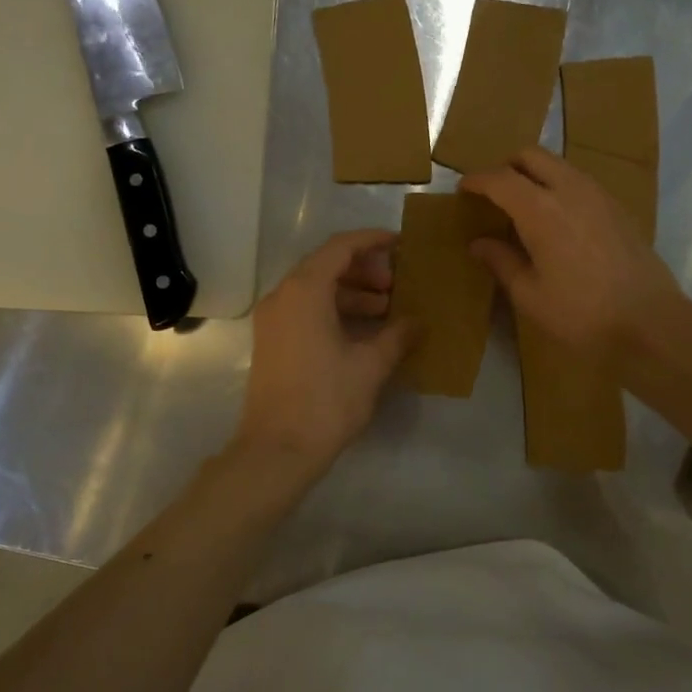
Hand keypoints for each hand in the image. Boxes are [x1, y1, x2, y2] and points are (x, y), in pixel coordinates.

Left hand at [236, 229, 414, 479]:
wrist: (277, 450)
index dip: (373, 241)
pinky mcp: (273, 341)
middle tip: (396, 285)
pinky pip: (306, 309)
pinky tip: (363, 330)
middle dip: (365, 269)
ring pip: (316, 288)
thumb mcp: (371, 365)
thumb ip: (398, 335)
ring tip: (386, 309)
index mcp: (304, 290)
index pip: (340, 247)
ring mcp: (273, 319)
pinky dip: (335, 309)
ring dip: (352, 291)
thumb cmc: (326, 400)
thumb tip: (418, 322)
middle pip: (326, 264)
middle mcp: (283, 296)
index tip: (401, 244)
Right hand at [461, 146, 683, 353]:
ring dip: (535, 174)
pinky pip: (579, 181)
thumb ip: (501, 262)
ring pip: (559, 164)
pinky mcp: (618, 208)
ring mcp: (599, 195)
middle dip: (506, 166)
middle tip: (492, 192)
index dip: (477, 180)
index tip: (463, 189)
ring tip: (523, 204)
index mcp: (541, 210)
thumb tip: (478, 243)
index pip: (500, 179)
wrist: (649, 322)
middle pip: (531, 156)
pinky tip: (557, 219)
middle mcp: (570, 190)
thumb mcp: (530, 295)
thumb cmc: (581, 314)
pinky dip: (559, 186)